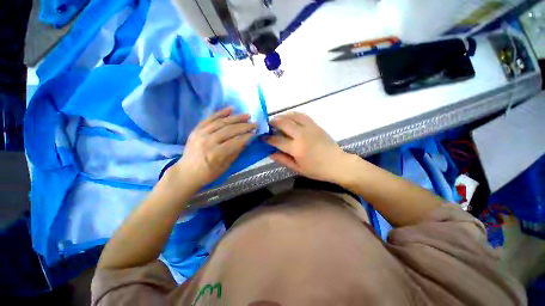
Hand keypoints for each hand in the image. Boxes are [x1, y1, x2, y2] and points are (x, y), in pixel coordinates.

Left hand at [171, 108, 255, 188]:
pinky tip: (231, 109)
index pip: (235, 141)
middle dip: (244, 126)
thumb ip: (236, 152)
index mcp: (215, 154)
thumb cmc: (208, 173)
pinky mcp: (196, 130)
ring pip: (221, 122)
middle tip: (254, 123)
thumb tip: (246, 140)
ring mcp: (200, 134)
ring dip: (236, 117)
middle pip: (229, 130)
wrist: (186, 173)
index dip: (247, 136)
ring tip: (247, 115)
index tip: (255, 133)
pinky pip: (209, 118)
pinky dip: (221, 113)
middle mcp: (208, 141)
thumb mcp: (225, 167)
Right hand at [265, 112, 349, 182]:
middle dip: (273, 122)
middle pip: (283, 123)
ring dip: (282, 116)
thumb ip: (283, 160)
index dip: (268, 138)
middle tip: (268, 125)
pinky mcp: (316, 125)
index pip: (277, 140)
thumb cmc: (317, 170)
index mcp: (296, 149)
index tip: (262, 137)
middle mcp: (302, 135)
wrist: (337, 164)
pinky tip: (290, 118)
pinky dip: (293, 115)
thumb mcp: (298, 168)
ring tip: (277, 120)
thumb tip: (270, 153)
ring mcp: (310, 128)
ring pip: (292, 116)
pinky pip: (302, 115)